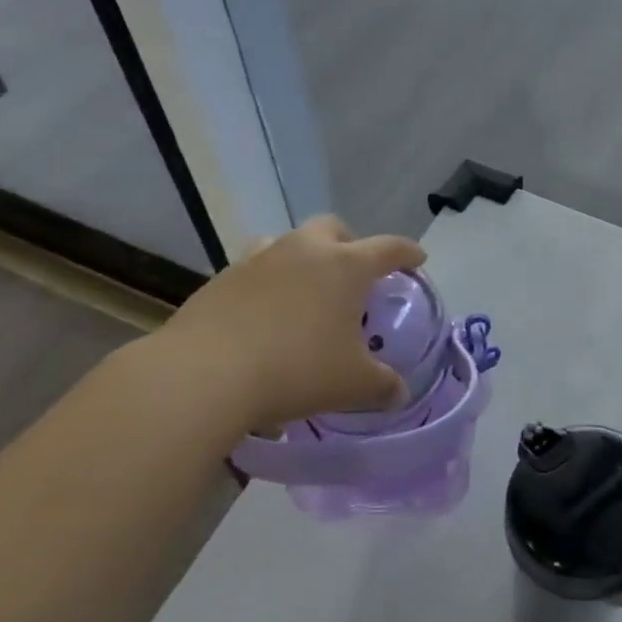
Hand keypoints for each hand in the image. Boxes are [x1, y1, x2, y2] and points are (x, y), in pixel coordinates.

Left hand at [150, 215, 427, 434]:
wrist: (203, 376)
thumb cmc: (296, 370)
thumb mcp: (352, 384)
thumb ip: (382, 386)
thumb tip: (399, 393)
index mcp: (346, 266)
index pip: (389, 248)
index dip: (408, 253)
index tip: (418, 259)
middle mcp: (304, 251)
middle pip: (333, 228)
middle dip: (350, 244)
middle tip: (355, 273)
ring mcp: (258, 260)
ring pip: (287, 243)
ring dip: (303, 259)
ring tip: (305, 293)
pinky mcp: (220, 280)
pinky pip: (254, 271)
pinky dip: (268, 286)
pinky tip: (265, 319)